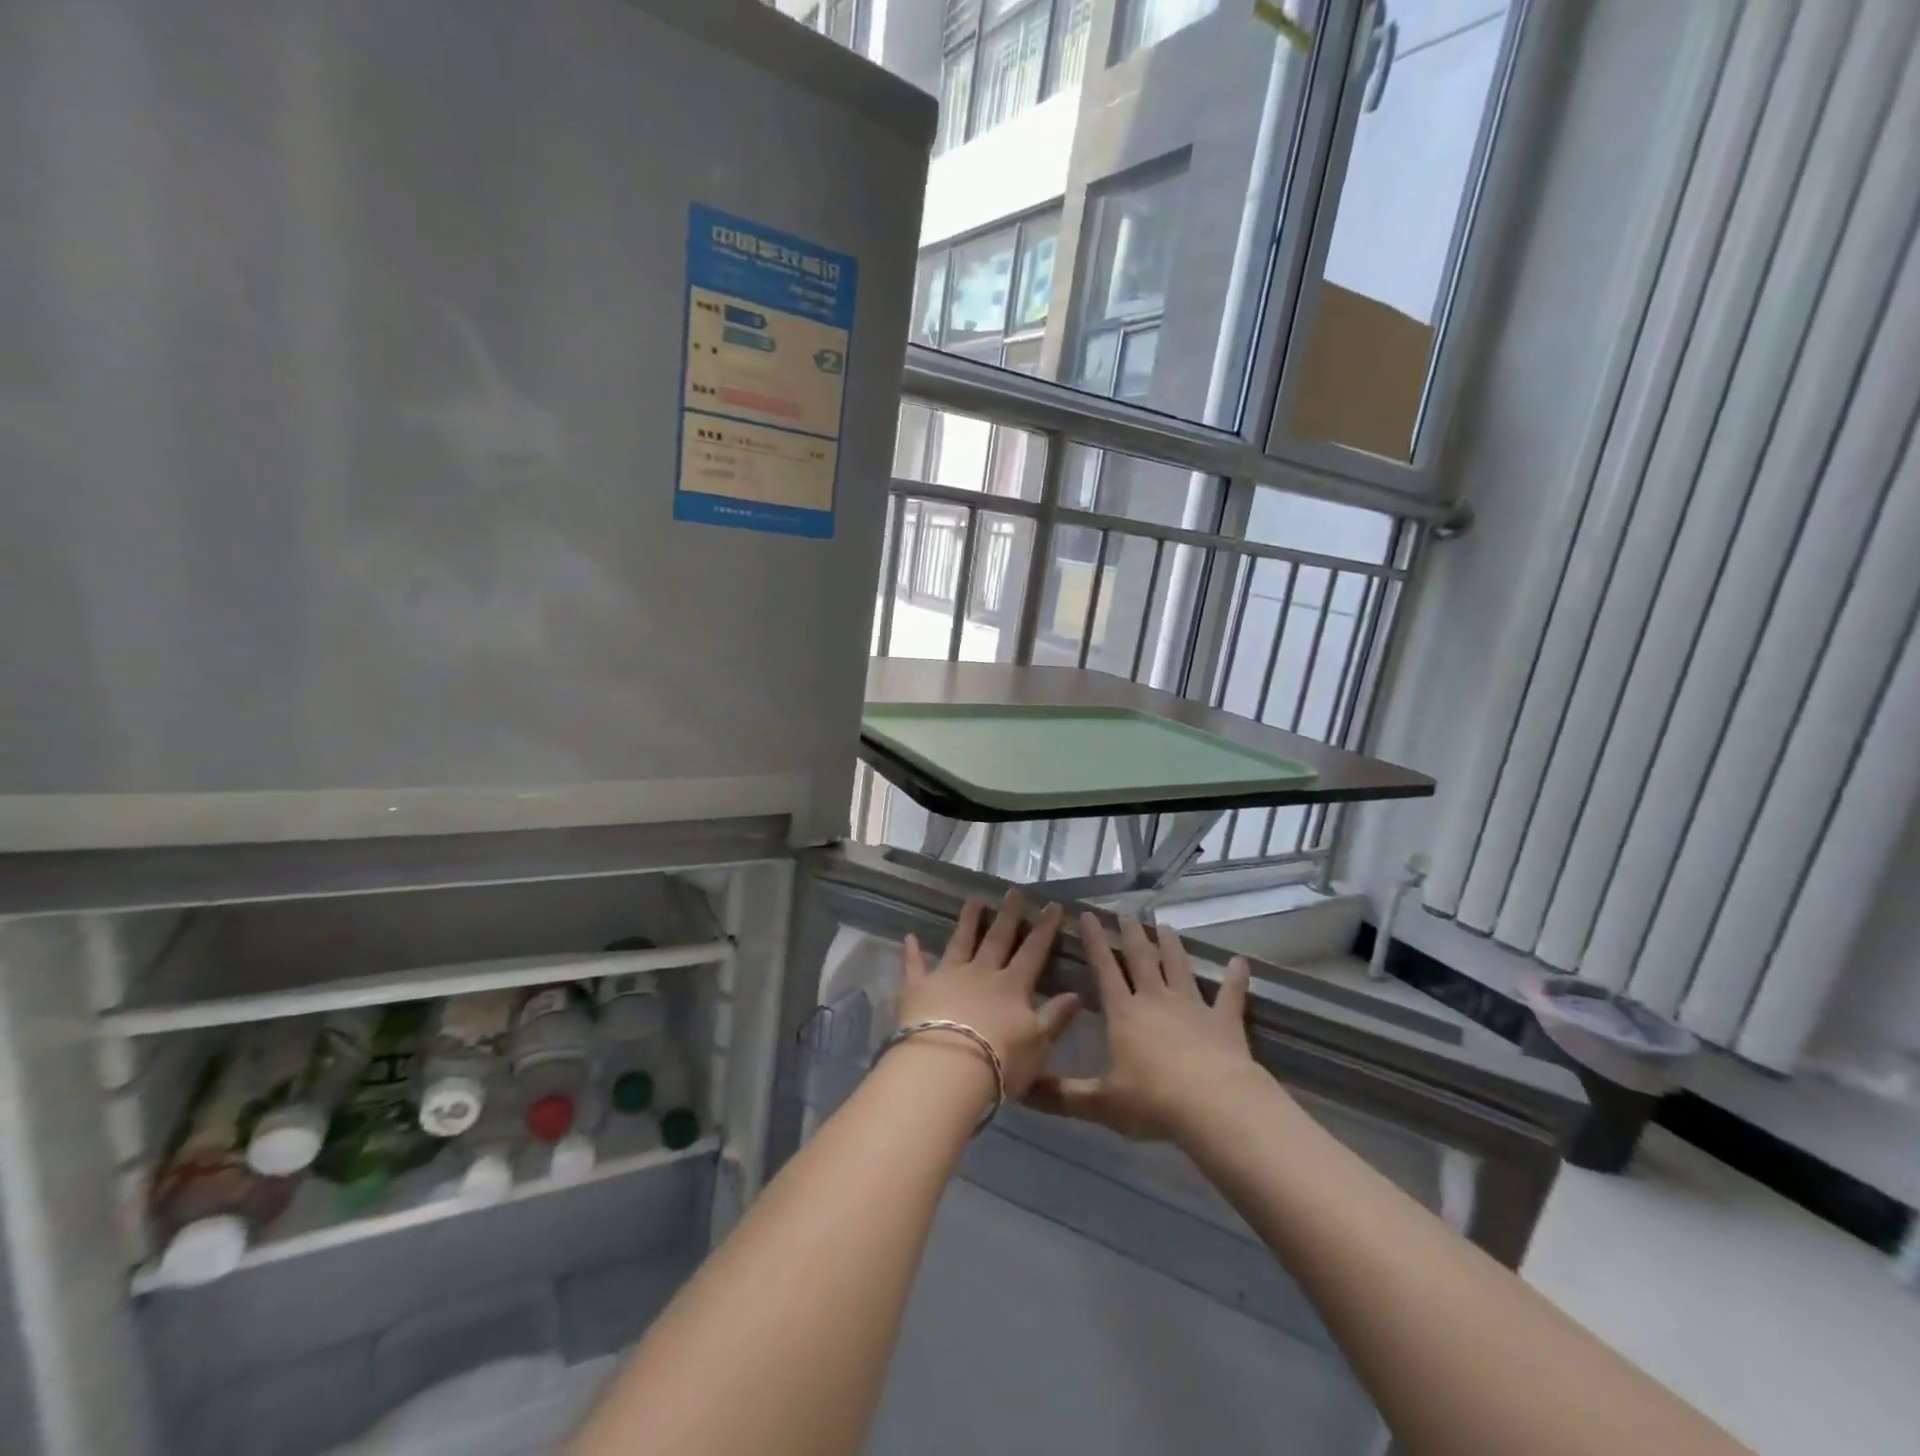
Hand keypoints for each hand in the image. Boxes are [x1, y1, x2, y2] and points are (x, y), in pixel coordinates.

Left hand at [896, 891, 1080, 1101]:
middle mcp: (981, 974)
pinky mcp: (919, 988)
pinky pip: (914, 966)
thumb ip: (1056, 1017)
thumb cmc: (999, 1062)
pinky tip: (909, 937)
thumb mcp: (1038, 1044)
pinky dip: (912, 951)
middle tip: (1013, 891)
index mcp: (1012, 986)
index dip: (1044, 929)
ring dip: (968, 920)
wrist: (947, 1069)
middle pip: (997, 939)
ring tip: (974, 899)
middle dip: (1008, 915)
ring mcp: (948, 977)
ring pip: (960, 942)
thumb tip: (1078, 993)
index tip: (1052, 906)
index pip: (1033, 951)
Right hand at [1027, 912, 1255, 1141]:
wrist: (1214, 1105)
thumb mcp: (1101, 1103)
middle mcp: (1155, 999)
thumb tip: (1022, 1090)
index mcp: (1124, 1013)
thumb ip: (1062, 1096)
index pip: (1105, 968)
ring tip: (1166, 926)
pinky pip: (1230, 994)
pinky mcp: (1225, 1020)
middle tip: (1127, 914)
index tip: (1088, 915)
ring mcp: (1192, 1006)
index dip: (1095, 941)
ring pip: (1179, 966)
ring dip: (1172, 946)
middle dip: (1132, 935)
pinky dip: (1235, 978)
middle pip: (1142, 958)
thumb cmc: (1153, 1102)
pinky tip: (1240, 963)